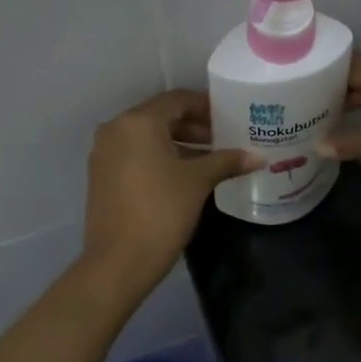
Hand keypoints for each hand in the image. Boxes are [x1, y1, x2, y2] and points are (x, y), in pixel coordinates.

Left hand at [82, 90, 257, 295]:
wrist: (119, 261)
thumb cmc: (162, 211)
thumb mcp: (198, 182)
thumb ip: (227, 161)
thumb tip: (258, 157)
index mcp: (138, 122)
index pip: (177, 100)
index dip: (206, 106)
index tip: (230, 118)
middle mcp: (116, 129)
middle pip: (161, 117)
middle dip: (194, 126)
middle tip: (224, 139)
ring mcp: (104, 153)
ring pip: (148, 138)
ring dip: (179, 144)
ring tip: (211, 159)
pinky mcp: (102, 176)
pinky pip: (136, 155)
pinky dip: (160, 158)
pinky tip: (185, 176)